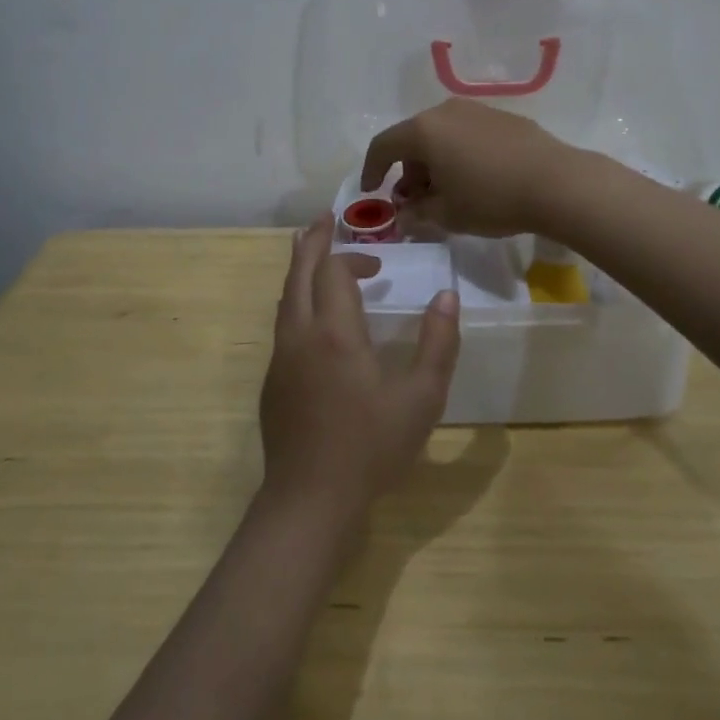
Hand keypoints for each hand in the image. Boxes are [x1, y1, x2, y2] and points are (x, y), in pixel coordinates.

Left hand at [260, 218, 461, 520]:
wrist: (310, 500)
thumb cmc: (371, 447)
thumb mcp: (421, 398)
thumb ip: (438, 343)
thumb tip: (447, 296)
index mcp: (335, 333)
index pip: (333, 271)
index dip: (352, 257)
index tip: (378, 265)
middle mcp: (300, 335)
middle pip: (298, 273)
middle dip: (311, 243)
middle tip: (323, 220)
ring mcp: (281, 359)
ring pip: (285, 299)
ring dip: (300, 271)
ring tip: (311, 253)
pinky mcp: (272, 383)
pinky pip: (283, 326)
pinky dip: (296, 302)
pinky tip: (313, 319)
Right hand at [360, 99, 575, 237]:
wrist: (557, 183)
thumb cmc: (491, 199)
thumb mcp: (447, 215)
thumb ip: (417, 214)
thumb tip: (404, 215)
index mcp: (424, 131)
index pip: (383, 145)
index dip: (371, 170)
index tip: (371, 191)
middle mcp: (447, 111)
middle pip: (414, 139)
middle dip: (408, 170)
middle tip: (415, 200)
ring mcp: (478, 111)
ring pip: (442, 135)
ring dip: (435, 162)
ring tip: (447, 193)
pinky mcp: (504, 118)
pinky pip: (468, 134)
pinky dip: (460, 155)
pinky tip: (476, 180)